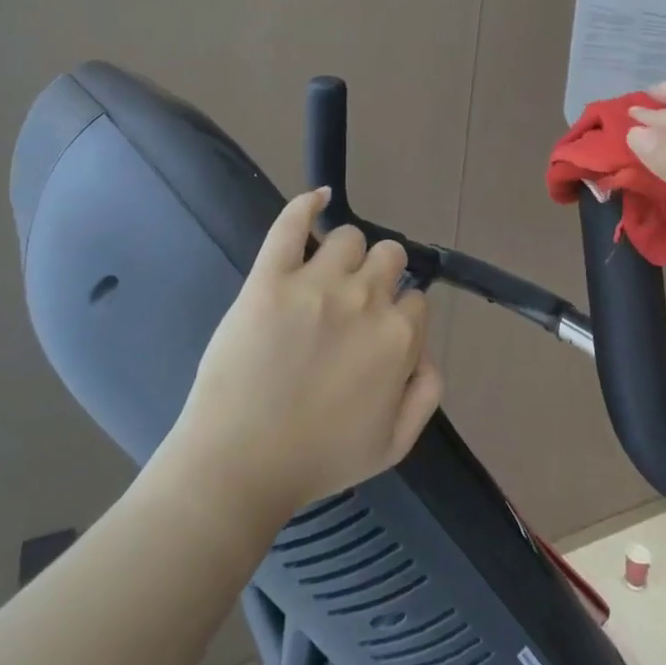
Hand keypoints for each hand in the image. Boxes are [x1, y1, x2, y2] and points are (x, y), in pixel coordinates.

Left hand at [167, 188, 442, 519]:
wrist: (238, 465)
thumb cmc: (317, 460)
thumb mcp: (393, 445)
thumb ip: (426, 393)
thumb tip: (428, 351)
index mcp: (398, 338)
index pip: (417, 299)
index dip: (400, 314)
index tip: (378, 331)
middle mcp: (365, 300)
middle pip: (390, 256)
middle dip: (380, 274)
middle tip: (354, 302)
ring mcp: (316, 284)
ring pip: (349, 237)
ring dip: (345, 253)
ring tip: (325, 275)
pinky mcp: (270, 277)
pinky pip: (292, 223)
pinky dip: (307, 204)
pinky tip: (316, 198)